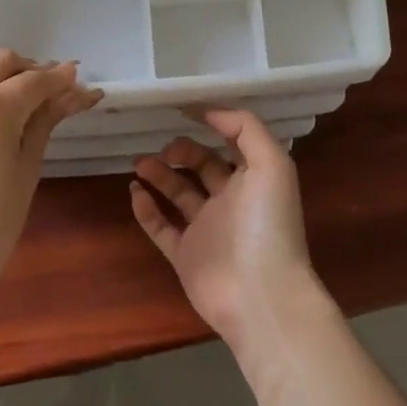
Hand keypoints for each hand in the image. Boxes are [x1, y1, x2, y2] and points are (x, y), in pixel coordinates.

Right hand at [130, 109, 319, 349]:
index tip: (182, 110)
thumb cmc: (268, 224)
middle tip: (163, 147)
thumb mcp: (272, 164)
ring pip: (178, 195)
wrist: (260, 295)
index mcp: (253, 180)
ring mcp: (206, 230)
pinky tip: (134, 191)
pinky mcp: (185, 256)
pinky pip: (161, 228)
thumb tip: (211, 112)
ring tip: (139, 162)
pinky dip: (146, 209)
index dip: (212, 125)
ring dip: (159, 175)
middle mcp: (231, 202)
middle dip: (181, 151)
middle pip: (202, 167)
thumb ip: (246, 129)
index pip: (232, 144)